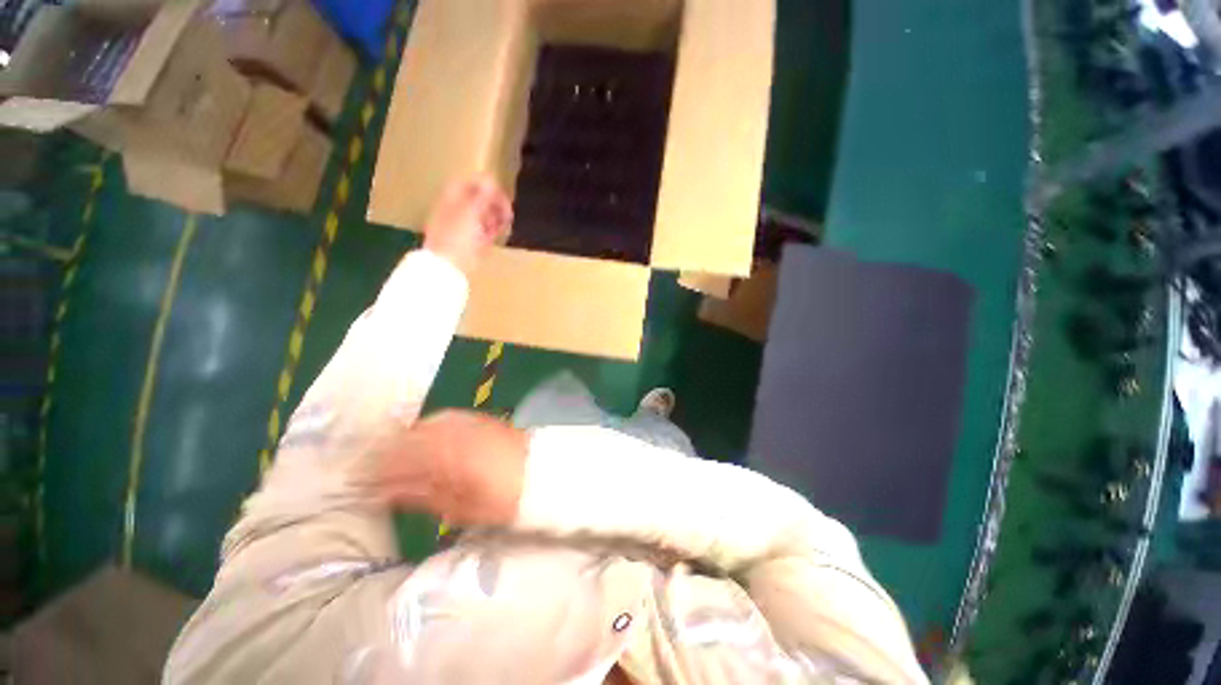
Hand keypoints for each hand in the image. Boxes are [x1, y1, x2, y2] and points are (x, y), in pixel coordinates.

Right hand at [372, 410, 527, 526]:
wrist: (543, 471)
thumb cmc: (505, 498)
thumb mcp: (464, 508)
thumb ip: (425, 497)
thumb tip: (388, 493)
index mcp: (449, 459)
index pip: (401, 460)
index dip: (377, 471)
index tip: (360, 483)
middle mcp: (456, 434)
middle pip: (409, 437)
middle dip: (387, 452)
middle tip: (373, 470)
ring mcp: (469, 422)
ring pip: (425, 424)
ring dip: (406, 438)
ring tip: (395, 456)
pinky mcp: (479, 418)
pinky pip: (445, 417)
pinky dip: (428, 427)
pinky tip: (424, 438)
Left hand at [423, 176, 512, 276]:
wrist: (448, 266)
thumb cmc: (457, 236)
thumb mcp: (471, 212)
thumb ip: (482, 196)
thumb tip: (491, 179)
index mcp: (453, 198)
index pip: (472, 183)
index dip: (488, 187)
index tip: (502, 196)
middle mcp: (458, 209)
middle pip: (479, 199)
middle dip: (495, 203)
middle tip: (507, 212)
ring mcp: (464, 226)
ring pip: (484, 215)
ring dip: (496, 216)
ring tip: (505, 222)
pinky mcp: (471, 241)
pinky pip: (485, 230)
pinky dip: (493, 229)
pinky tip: (500, 231)